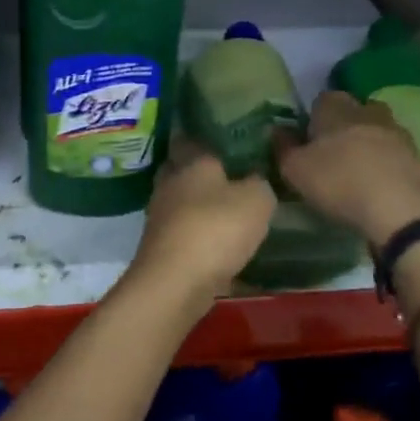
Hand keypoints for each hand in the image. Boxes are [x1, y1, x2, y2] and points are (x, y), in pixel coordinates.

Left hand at [129, 144, 275, 305]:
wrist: (176, 282)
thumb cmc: (217, 228)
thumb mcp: (257, 199)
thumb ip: (259, 182)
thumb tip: (255, 177)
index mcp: (191, 162)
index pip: (191, 138)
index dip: (207, 139)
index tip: (226, 141)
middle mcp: (170, 183)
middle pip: (183, 170)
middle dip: (202, 174)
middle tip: (231, 178)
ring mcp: (160, 216)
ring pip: (182, 202)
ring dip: (199, 207)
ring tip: (229, 214)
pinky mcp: (160, 246)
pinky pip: (183, 233)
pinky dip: (198, 236)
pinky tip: (220, 246)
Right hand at [276, 91, 419, 245]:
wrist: (401, 210)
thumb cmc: (339, 182)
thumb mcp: (295, 170)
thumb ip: (283, 148)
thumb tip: (277, 131)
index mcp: (336, 108)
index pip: (322, 99)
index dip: (314, 117)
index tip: (308, 140)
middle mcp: (368, 111)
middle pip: (354, 110)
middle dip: (345, 126)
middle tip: (333, 154)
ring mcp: (397, 133)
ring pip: (378, 129)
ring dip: (369, 144)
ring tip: (357, 171)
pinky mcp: (418, 157)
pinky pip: (396, 153)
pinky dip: (387, 164)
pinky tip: (378, 186)